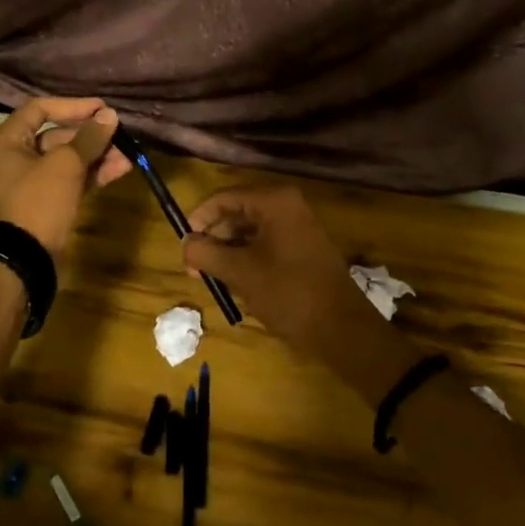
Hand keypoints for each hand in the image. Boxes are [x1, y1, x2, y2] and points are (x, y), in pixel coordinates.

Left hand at [0, 97, 130, 257]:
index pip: (40, 109)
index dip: (73, 106)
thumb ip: (89, 138)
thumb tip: (110, 115)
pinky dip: (92, 174)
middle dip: (90, 136)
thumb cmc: (38, 202)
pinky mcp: (46, 204)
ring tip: (127, 156)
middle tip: (119, 134)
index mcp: (7, 141)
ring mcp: (31, 183)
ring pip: (67, 160)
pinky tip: (120, 169)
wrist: (24, 260)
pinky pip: (71, 180)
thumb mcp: (65, 165)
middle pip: (56, 136)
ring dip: (97, 156)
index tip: (102, 109)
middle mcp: (15, 158)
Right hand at [182, 187, 386, 355]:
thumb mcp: (239, 272)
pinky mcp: (303, 247)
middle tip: (194, 266)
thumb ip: (206, 253)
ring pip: (250, 230)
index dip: (199, 219)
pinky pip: (266, 243)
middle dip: (213, 237)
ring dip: (228, 250)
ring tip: (210, 277)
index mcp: (274, 201)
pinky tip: (234, 280)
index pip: (224, 198)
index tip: (183, 244)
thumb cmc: (288, 293)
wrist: (341, 328)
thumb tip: (185, 243)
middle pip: (237, 212)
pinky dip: (247, 257)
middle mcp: (288, 205)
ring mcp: (298, 226)